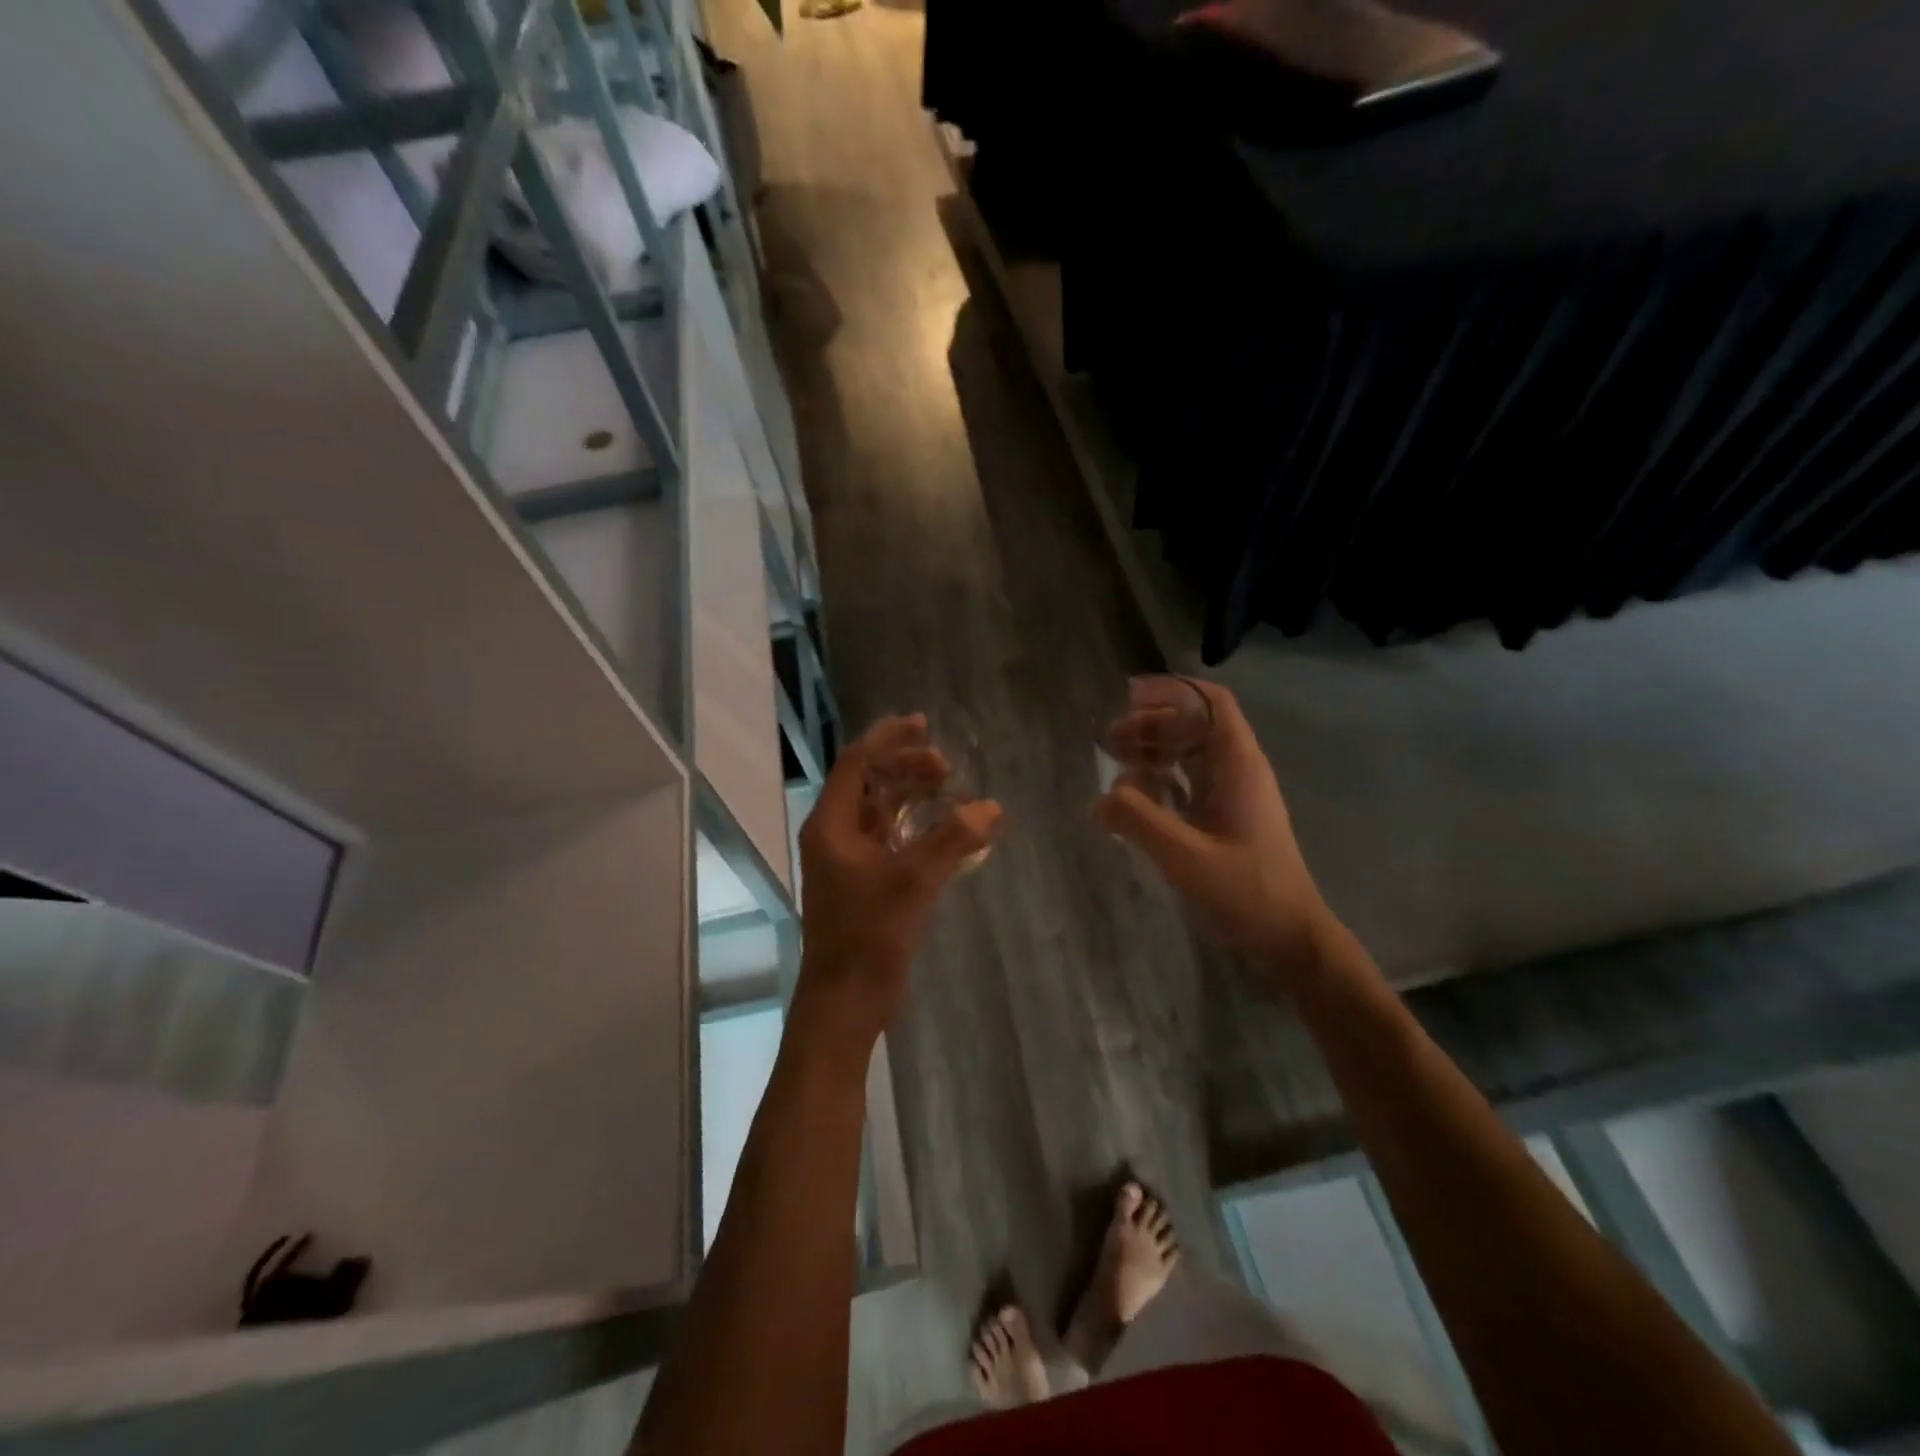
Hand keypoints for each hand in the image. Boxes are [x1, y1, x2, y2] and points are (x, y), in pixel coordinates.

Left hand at [792, 715, 1002, 1061]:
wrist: (846, 1002)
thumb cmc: (868, 937)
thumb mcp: (913, 883)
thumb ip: (952, 841)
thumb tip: (991, 808)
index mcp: (831, 826)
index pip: (855, 764)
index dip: (888, 739)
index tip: (922, 724)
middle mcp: (835, 836)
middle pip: (869, 784)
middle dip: (905, 767)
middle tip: (945, 766)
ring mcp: (849, 861)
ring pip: (881, 812)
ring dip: (912, 796)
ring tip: (950, 789)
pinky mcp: (865, 882)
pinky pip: (891, 839)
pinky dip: (917, 828)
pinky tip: (947, 831)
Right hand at [1096, 679, 1331, 977]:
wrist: (1289, 936)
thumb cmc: (1245, 890)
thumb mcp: (1185, 856)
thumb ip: (1138, 821)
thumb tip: (1099, 799)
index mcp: (1238, 765)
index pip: (1211, 703)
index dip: (1172, 690)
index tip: (1130, 695)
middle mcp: (1238, 770)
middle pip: (1194, 725)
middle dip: (1151, 723)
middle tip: (1110, 739)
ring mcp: (1233, 795)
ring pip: (1190, 753)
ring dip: (1154, 750)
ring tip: (1115, 762)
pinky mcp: (1225, 818)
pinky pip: (1189, 782)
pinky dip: (1161, 779)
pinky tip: (1136, 796)